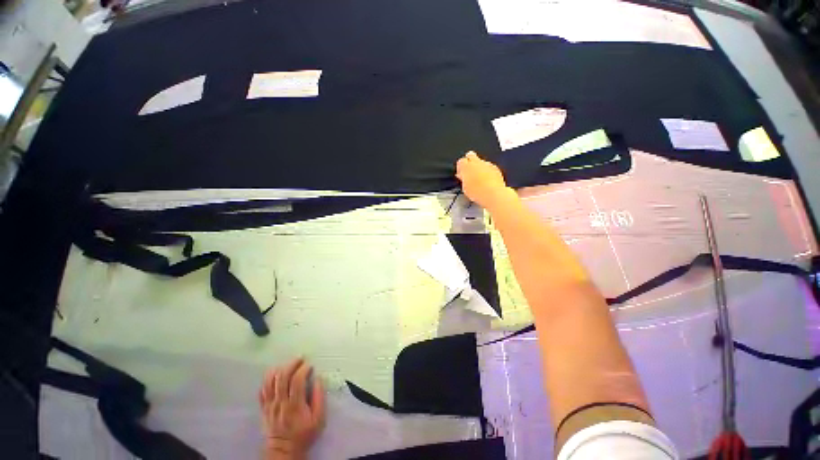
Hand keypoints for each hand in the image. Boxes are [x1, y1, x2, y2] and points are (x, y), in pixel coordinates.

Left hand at [259, 359, 324, 459]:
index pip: (297, 381)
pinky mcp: (264, 408)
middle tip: (300, 358)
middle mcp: (280, 403)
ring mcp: (270, 405)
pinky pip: (262, 390)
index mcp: (295, 405)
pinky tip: (276, 374)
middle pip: (282, 377)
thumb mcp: (319, 419)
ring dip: (279, 369)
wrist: (283, 451)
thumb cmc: (304, 434)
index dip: (303, 369)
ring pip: (270, 381)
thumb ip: (319, 397)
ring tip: (288, 364)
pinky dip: (268, 379)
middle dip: (292, 364)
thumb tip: (319, 378)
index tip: (310, 366)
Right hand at [455, 152, 512, 210]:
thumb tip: (462, 176)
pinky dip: (488, 171)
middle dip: (469, 161)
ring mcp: (487, 164)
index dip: (460, 168)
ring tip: (479, 178)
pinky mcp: (495, 168)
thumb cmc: (478, 192)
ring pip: (481, 161)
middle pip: (470, 155)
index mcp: (466, 166)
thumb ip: (463, 179)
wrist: (493, 194)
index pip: (460, 161)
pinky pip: (489, 166)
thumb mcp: (465, 187)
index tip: (461, 174)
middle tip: (469, 171)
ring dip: (479, 167)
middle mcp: (476, 162)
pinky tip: (487, 180)